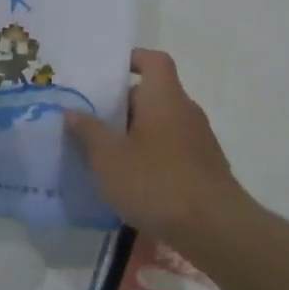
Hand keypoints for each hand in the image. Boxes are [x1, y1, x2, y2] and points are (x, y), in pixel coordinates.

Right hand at [66, 49, 254, 254]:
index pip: (153, 60)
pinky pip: (171, 149)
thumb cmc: (157, 183)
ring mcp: (199, 140)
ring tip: (105, 154)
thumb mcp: (109, 159)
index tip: (107, 72)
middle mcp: (185, 110)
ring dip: (135, 134)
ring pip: (161, 124)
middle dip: (122, 105)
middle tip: (92, 120)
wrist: (216, 230)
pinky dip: (151, 156)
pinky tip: (132, 182)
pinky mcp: (204, 168)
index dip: (132, 59)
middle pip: (153, 94)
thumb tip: (72, 112)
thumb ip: (88, 132)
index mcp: (164, 96)